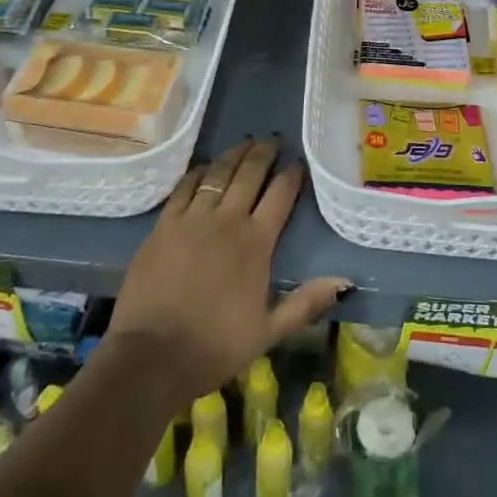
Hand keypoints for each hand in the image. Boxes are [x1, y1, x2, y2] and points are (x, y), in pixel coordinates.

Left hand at [110, 137, 350, 402]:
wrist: (152, 357)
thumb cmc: (215, 346)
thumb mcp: (269, 331)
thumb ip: (306, 303)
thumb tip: (345, 282)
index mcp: (256, 243)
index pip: (280, 195)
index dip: (292, 174)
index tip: (299, 162)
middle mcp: (227, 220)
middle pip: (250, 173)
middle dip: (265, 152)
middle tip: (274, 139)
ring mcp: (193, 218)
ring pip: (218, 173)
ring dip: (234, 154)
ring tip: (246, 142)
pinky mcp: (164, 224)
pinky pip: (184, 186)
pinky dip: (198, 172)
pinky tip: (205, 166)